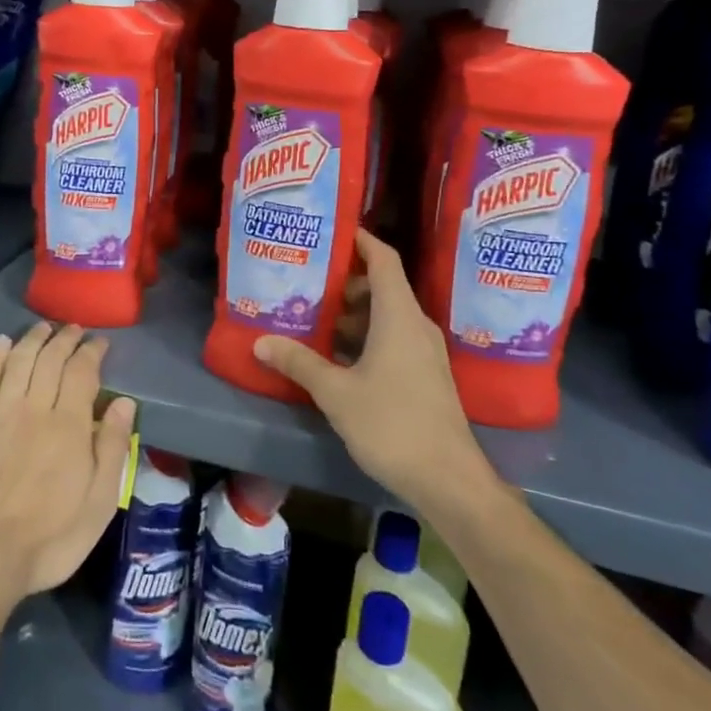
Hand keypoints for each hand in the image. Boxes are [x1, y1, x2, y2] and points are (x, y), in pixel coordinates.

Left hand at [0, 322, 136, 622]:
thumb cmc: (47, 540)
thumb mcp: (98, 505)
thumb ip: (113, 449)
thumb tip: (124, 402)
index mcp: (70, 426)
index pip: (83, 371)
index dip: (92, 351)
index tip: (100, 342)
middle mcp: (35, 409)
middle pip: (51, 359)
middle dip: (65, 338)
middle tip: (75, 329)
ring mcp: (0, 414)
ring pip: (20, 361)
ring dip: (33, 339)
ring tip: (44, 327)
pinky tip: (2, 342)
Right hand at [253, 228, 492, 515]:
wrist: (449, 480)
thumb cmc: (393, 425)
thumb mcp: (337, 393)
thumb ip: (299, 362)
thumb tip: (261, 341)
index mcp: (399, 316)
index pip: (383, 259)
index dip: (360, 239)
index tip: (330, 230)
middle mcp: (415, 325)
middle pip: (381, 286)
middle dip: (344, 281)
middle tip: (306, 280)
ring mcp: (424, 351)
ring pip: (385, 315)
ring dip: (352, 313)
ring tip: (312, 316)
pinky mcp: (425, 375)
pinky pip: (392, 338)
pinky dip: (364, 336)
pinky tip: (335, 355)